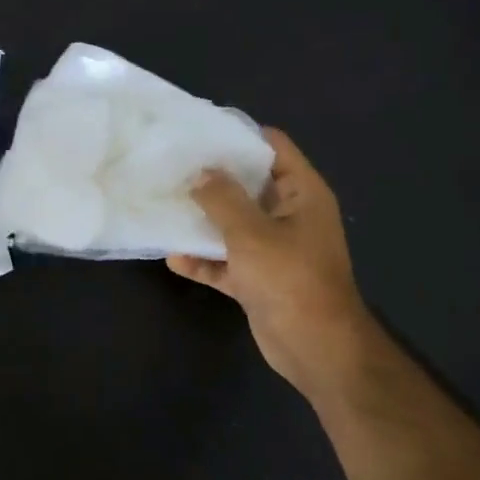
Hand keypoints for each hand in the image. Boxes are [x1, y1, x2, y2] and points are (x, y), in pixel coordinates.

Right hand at [167, 128, 372, 396]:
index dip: (238, 136)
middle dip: (211, 179)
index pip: (272, 147)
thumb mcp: (251, 233)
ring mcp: (274, 249)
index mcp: (301, 193)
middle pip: (248, 186)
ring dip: (203, 222)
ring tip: (164, 207)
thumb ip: (222, 199)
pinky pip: (227, 262)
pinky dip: (204, 260)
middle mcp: (289, 215)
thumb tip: (200, 173)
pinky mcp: (259, 279)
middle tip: (170, 168)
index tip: (198, 132)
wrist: (315, 347)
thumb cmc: (289, 279)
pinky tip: (173, 258)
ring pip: (233, 225)